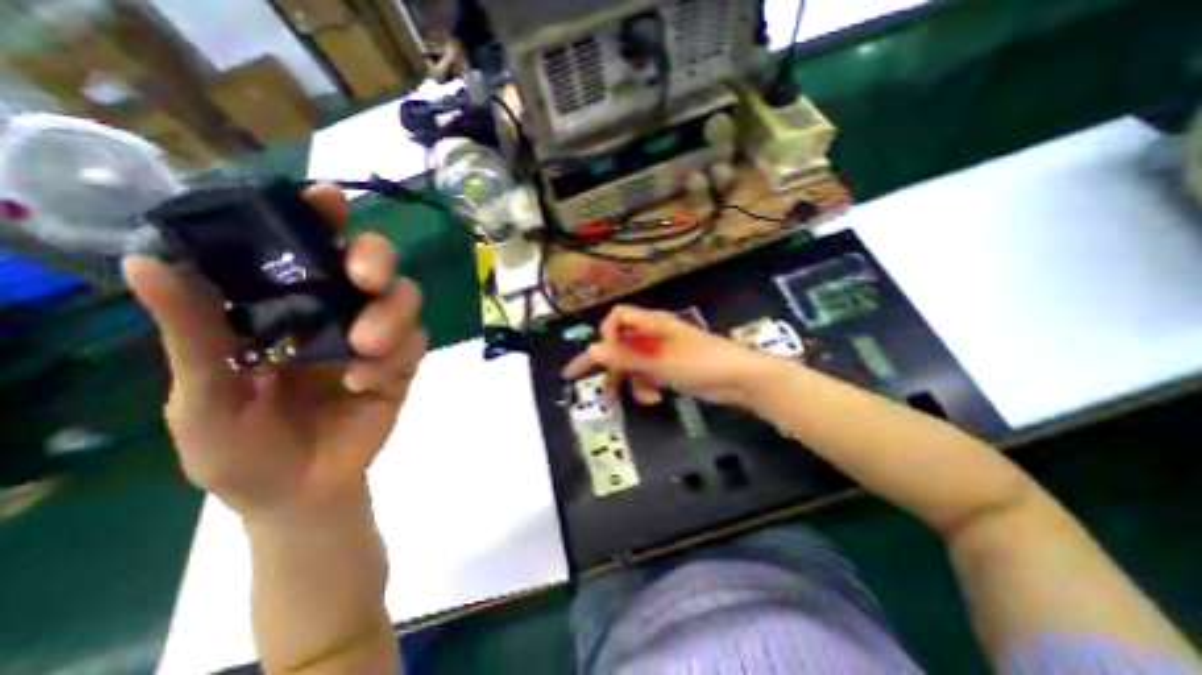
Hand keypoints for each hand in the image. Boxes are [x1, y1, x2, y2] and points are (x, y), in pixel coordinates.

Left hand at [121, 186, 427, 522]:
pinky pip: (416, 345)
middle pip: (375, 266)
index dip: (319, 220)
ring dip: (392, 315)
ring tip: (367, 347)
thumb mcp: (201, 396)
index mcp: (286, 309)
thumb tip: (151, 262)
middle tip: (364, 278)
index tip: (325, 200)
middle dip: (376, 260)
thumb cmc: (240, 449)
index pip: (308, 251)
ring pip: (406, 300)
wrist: (300, 491)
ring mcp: (377, 340)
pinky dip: (397, 356)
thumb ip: (193, 335)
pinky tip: (368, 381)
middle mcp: (339, 314)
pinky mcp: (403, 366)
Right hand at [561, 303, 769, 405]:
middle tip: (573, 376)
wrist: (740, 378)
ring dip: (628, 381)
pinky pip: (646, 374)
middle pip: (619, 343)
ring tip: (632, 399)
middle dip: (602, 362)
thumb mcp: (659, 362)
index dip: (606, 333)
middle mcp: (653, 334)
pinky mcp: (669, 367)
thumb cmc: (700, 363)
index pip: (617, 317)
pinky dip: (645, 385)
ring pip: (631, 363)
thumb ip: (625, 356)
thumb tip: (592, 348)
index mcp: (651, 323)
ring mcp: (661, 352)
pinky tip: (653, 397)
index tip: (603, 354)